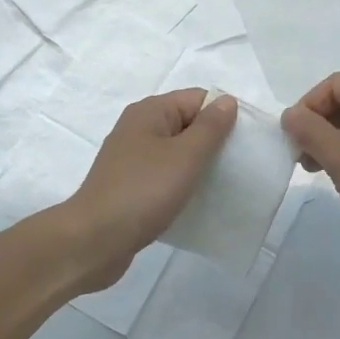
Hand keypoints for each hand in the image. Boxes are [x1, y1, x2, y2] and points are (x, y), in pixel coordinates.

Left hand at [55, 89, 236, 290]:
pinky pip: (164, 177)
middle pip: (187, 124)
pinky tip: (197, 203)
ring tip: (224, 186)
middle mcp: (138, 129)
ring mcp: (131, 159)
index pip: (197, 99)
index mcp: (149, 112)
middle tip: (240, 166)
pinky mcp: (129, 186)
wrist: (94, 240)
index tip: (246, 143)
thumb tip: (226, 101)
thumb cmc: (143, 191)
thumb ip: (210, 128)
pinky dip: (182, 185)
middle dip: (213, 142)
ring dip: (199, 166)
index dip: (223, 115)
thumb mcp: (185, 156)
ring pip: (176, 153)